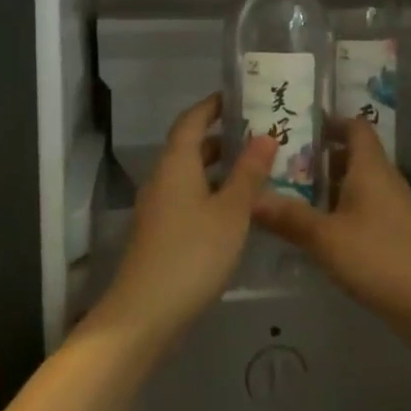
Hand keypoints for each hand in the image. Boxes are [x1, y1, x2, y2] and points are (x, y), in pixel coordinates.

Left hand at [90, 94, 275, 352]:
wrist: (145, 313)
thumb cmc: (193, 254)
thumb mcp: (231, 212)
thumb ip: (249, 173)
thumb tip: (265, 135)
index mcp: (176, 164)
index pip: (192, 120)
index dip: (212, 106)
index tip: (238, 97)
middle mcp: (162, 178)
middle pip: (190, 146)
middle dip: (222, 137)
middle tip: (258, 133)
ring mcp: (158, 207)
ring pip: (190, 174)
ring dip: (218, 168)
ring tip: (255, 168)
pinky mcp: (160, 233)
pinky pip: (187, 198)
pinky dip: (211, 192)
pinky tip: (236, 209)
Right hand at [251, 117, 410, 354]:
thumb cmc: (381, 259)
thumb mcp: (326, 239)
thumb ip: (289, 217)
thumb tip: (250, 198)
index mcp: (370, 169)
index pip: (355, 127)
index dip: (330, 122)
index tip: (297, 128)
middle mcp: (384, 181)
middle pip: (353, 156)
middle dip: (319, 157)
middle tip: (280, 164)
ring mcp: (393, 210)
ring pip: (357, 185)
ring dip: (328, 187)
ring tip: (289, 195)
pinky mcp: (396, 236)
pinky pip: (364, 211)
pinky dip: (340, 212)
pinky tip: (317, 232)